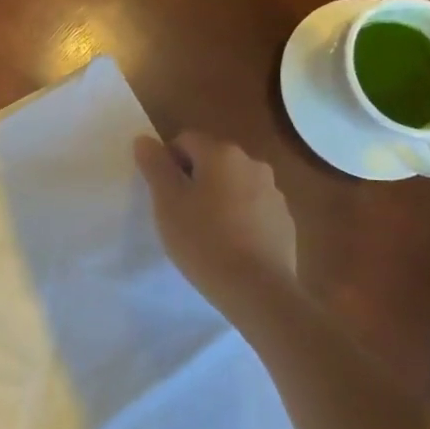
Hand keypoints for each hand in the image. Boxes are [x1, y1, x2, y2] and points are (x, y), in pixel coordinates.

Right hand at [133, 132, 299, 324]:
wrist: (257, 289)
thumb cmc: (203, 240)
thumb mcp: (167, 202)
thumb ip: (155, 165)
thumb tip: (145, 140)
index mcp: (221, 153)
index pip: (185, 140)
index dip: (167, 163)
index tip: (161, 194)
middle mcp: (252, 163)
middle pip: (212, 160)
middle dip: (193, 179)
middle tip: (178, 213)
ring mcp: (273, 192)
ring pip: (234, 185)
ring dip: (217, 198)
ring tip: (204, 232)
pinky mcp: (285, 220)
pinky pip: (253, 209)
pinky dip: (239, 218)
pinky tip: (229, 246)